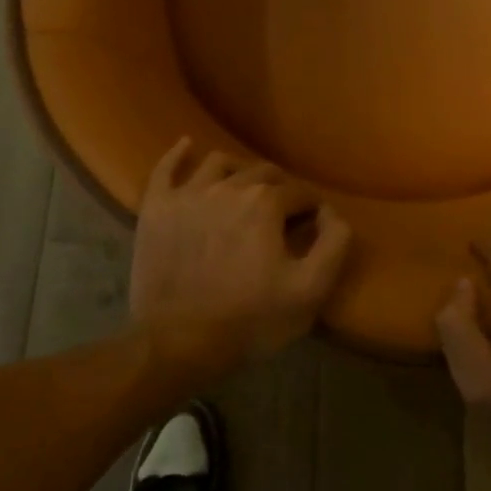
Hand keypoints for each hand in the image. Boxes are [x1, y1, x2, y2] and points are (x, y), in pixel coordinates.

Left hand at [131, 137, 352, 367]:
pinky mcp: (156, 208)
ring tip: (244, 190)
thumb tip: (331, 211)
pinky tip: (187, 145)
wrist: (176, 345)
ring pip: (220, 163)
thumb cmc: (249, 320)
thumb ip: (334, 243)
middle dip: (278, 189)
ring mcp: (188, 193)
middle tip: (281, 215)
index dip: (310, 210)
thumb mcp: (310, 291)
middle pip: (262, 173)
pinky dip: (178, 154)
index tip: (310, 229)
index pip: (299, 192)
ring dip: (238, 171)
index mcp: (266, 202)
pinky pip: (166, 168)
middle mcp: (228, 185)